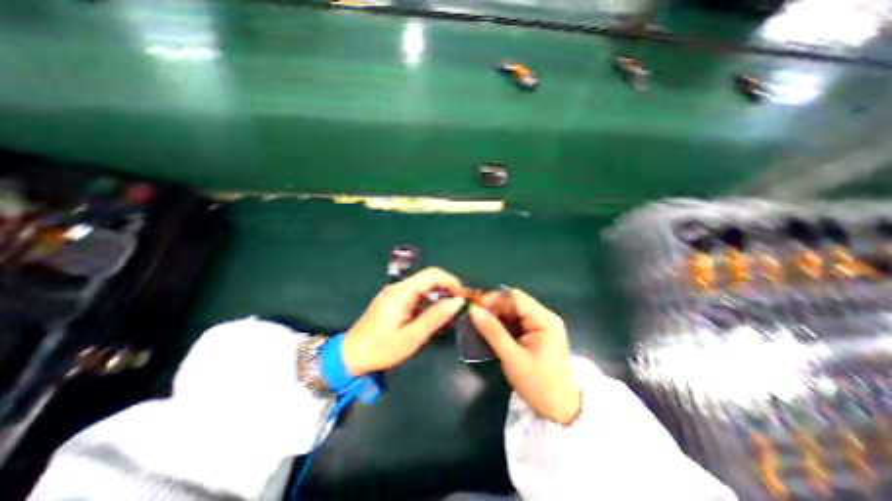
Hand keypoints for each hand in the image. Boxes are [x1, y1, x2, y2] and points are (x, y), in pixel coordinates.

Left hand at [342, 268, 467, 376]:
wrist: (350, 356)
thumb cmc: (381, 348)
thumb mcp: (412, 337)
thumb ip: (435, 317)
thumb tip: (457, 302)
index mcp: (402, 292)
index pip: (433, 274)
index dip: (451, 281)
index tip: (463, 297)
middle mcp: (399, 287)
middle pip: (429, 278)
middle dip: (447, 288)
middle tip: (460, 306)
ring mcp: (395, 293)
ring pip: (423, 286)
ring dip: (439, 295)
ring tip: (451, 312)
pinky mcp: (393, 300)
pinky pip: (416, 294)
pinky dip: (429, 301)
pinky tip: (435, 315)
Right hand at [470, 288, 583, 423]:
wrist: (561, 409)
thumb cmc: (539, 385)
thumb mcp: (512, 359)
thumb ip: (492, 332)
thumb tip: (472, 310)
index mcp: (544, 319)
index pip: (515, 298)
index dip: (492, 299)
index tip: (473, 307)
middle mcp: (543, 316)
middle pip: (513, 301)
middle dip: (492, 306)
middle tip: (472, 315)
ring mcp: (539, 323)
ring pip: (511, 310)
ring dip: (494, 314)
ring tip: (477, 321)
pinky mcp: (534, 332)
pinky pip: (514, 320)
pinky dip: (500, 323)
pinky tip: (488, 328)